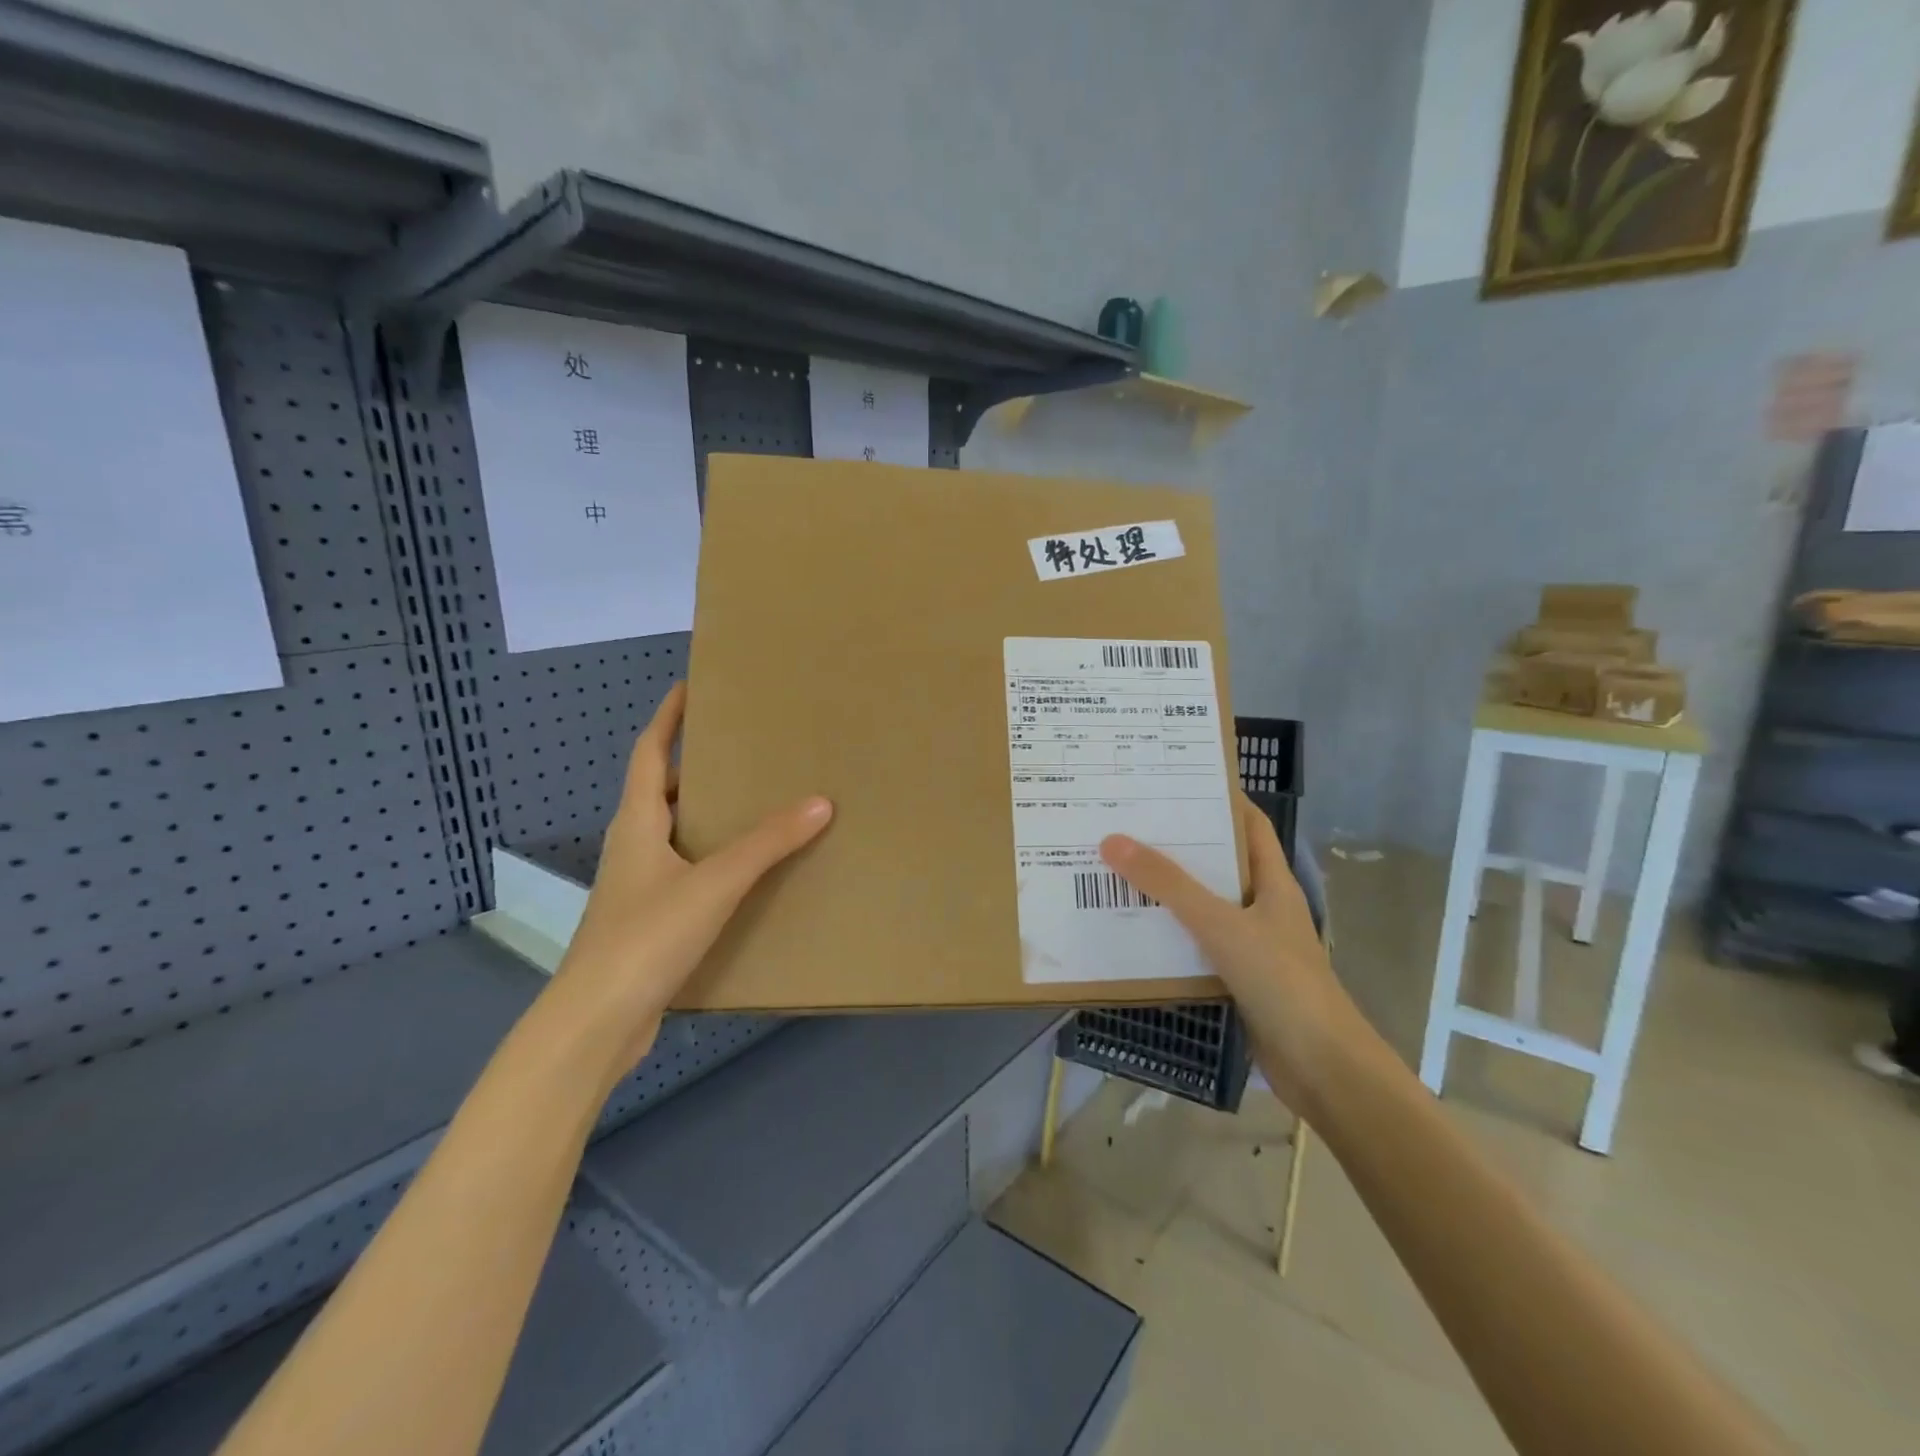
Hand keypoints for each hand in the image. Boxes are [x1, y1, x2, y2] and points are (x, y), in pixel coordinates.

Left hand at [541, 683, 831, 1079]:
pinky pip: (684, 871)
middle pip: (662, 791)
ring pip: (674, 834)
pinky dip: (712, 858)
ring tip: (754, 804)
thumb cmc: (647, 938)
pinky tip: (745, 873)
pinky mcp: (648, 921)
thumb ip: (767, 843)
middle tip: (743, 750)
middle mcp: (633, 846)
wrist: (596, 1024)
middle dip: (697, 766)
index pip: (650, 753)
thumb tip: (820, 801)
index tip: (690, 686)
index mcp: (637, 823)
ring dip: (707, 815)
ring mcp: (637, 886)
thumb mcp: (714, 883)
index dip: (668, 718)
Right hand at [1100, 794, 1362, 1112]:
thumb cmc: (1282, 982)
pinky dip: (1167, 934)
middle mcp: (1262, 906)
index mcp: (1272, 881)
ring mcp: (1250, 944)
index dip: (1218, 798)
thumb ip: (1168, 884)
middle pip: (1218, 862)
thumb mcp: (1221, 924)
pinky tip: (1131, 928)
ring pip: (1202, 905)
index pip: (1249, 824)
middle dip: (1177, 843)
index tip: (1171, 781)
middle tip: (1127, 822)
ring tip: (1116, 868)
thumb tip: (1114, 840)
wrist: (1322, 1068)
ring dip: (1166, 890)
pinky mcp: (1236, 978)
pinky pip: (1195, 944)